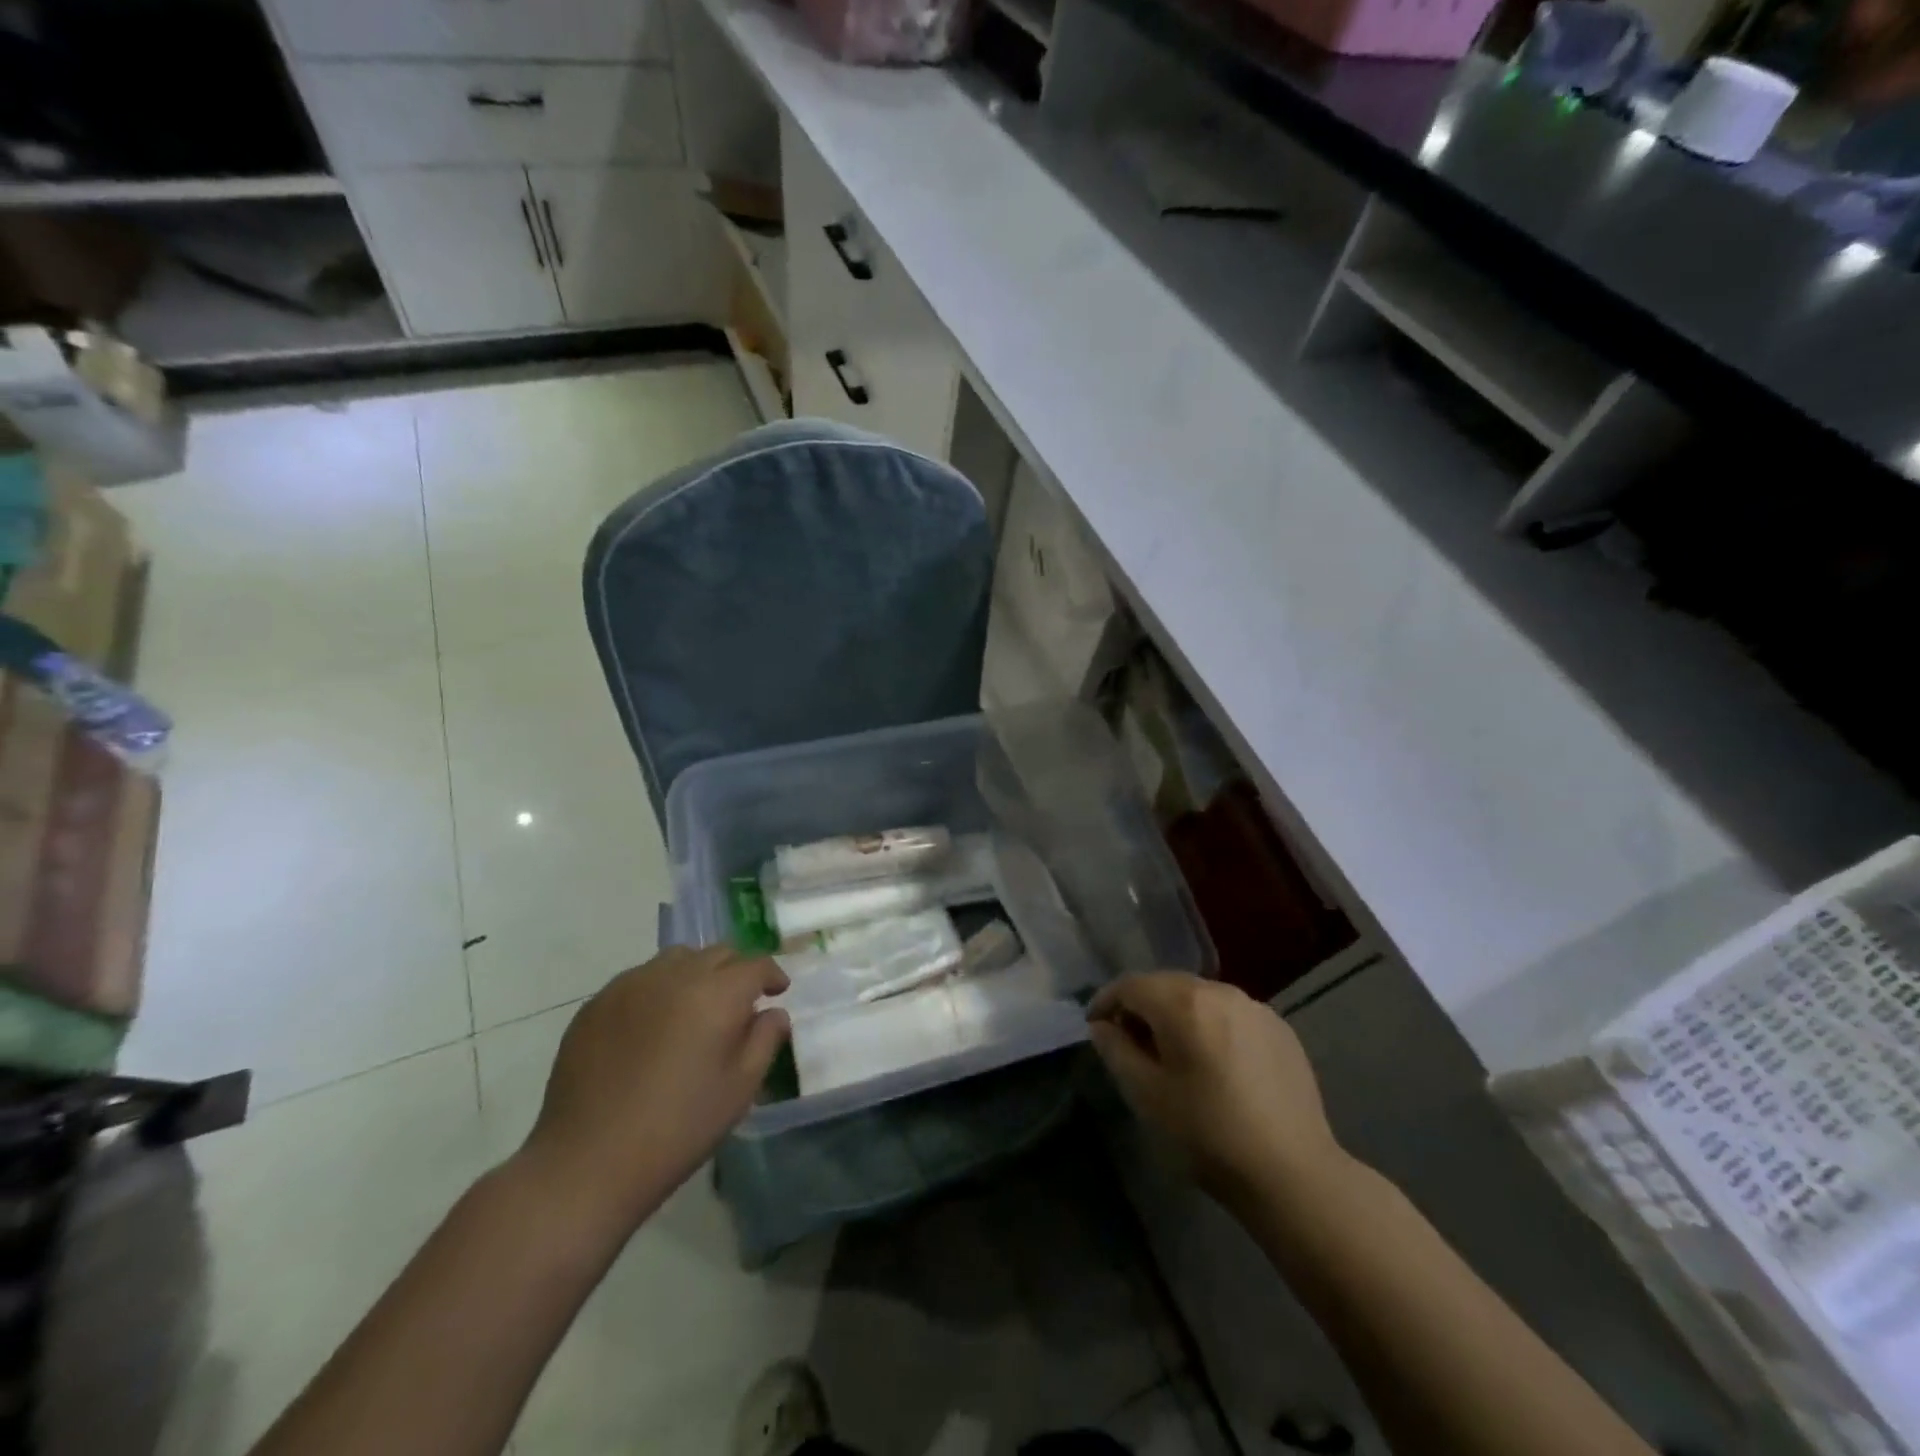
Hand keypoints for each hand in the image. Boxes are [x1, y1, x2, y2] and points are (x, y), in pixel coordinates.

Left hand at [517, 946, 790, 1234]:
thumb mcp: (740, 1089)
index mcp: (717, 993)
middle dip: (736, 971)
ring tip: (694, 1008)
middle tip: (739, 1002)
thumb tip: (773, 1013)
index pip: (755, 964)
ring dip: (696, 974)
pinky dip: (658, 990)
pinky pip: (639, 980)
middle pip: (717, 953)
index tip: (777, 993)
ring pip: (676, 959)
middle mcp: (675, 975)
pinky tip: (652, 1027)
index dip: (772, 975)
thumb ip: (765, 1040)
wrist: (587, 1162)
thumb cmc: (678, 1128)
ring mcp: (631, 985)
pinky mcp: (597, 1003)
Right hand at [1087, 973, 1346, 1209]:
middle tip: (1128, 1041)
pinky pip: (1231, 1015)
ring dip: (1177, 1015)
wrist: (1293, 1174)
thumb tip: (1103, 1026)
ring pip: (1201, 998)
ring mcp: (1256, 1008)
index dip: (1106, 1001)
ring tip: (1172, 1053)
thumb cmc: (1208, 1134)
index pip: (1131, 985)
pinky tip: (1214, 1064)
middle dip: (1142, 1007)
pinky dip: (1211, 1027)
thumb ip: (1116, 1050)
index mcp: (1184, 1002)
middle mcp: (1220, 991)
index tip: (1095, 1026)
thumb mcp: (1146, 1095)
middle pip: (1167, 985)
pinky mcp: (1281, 1030)